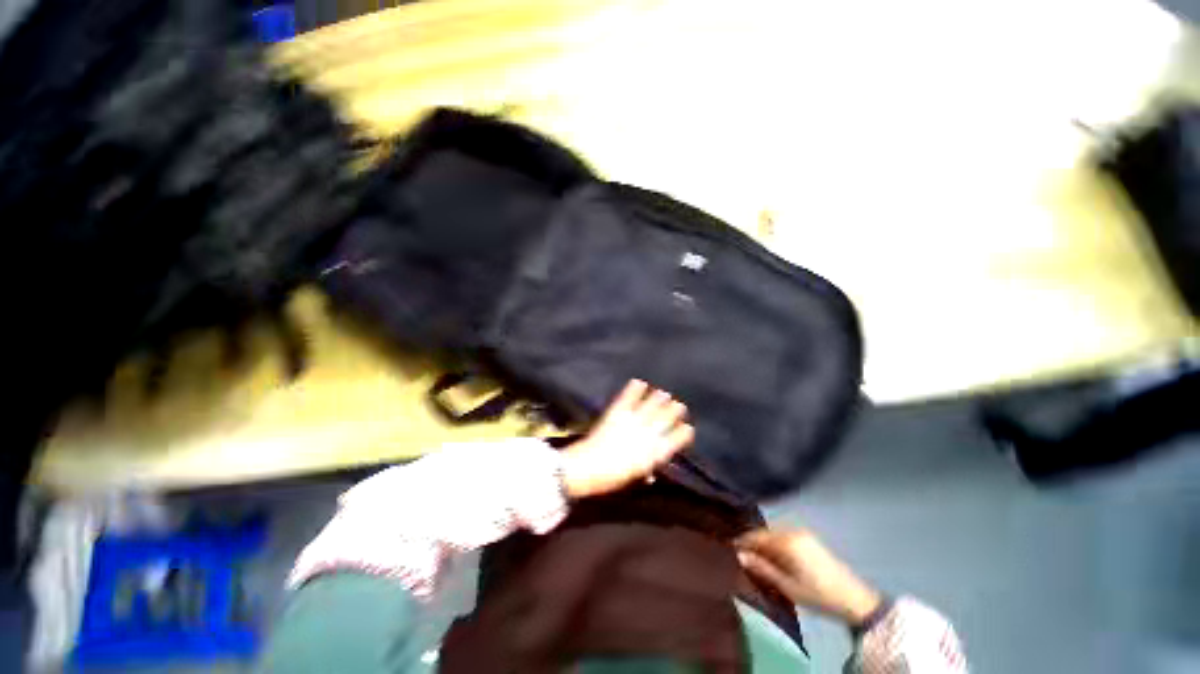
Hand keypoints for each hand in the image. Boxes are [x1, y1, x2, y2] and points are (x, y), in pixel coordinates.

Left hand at [560, 379, 693, 498]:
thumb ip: (646, 470)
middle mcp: (649, 433)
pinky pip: (629, 397)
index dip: (684, 432)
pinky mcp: (618, 412)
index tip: (687, 428)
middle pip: (668, 416)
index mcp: (656, 452)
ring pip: (653, 404)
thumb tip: (651, 471)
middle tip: (678, 406)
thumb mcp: (634, 478)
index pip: (678, 438)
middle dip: (676, 410)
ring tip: (664, 394)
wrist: (589, 467)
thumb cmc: (612, 478)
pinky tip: (640, 382)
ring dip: (660, 398)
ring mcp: (634, 420)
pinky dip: (635, 388)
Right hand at [736, 528, 882, 628]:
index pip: (755, 536)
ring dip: (764, 545)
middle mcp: (792, 530)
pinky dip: (775, 545)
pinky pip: (784, 537)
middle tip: (740, 556)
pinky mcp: (809, 539)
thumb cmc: (818, 594)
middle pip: (764, 533)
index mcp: (786, 540)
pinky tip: (773, 557)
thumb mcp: (787, 586)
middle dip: (752, 543)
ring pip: (774, 535)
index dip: (741, 542)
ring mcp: (803, 533)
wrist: (855, 600)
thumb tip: (739, 555)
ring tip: (755, 559)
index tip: (728, 549)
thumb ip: (762, 568)